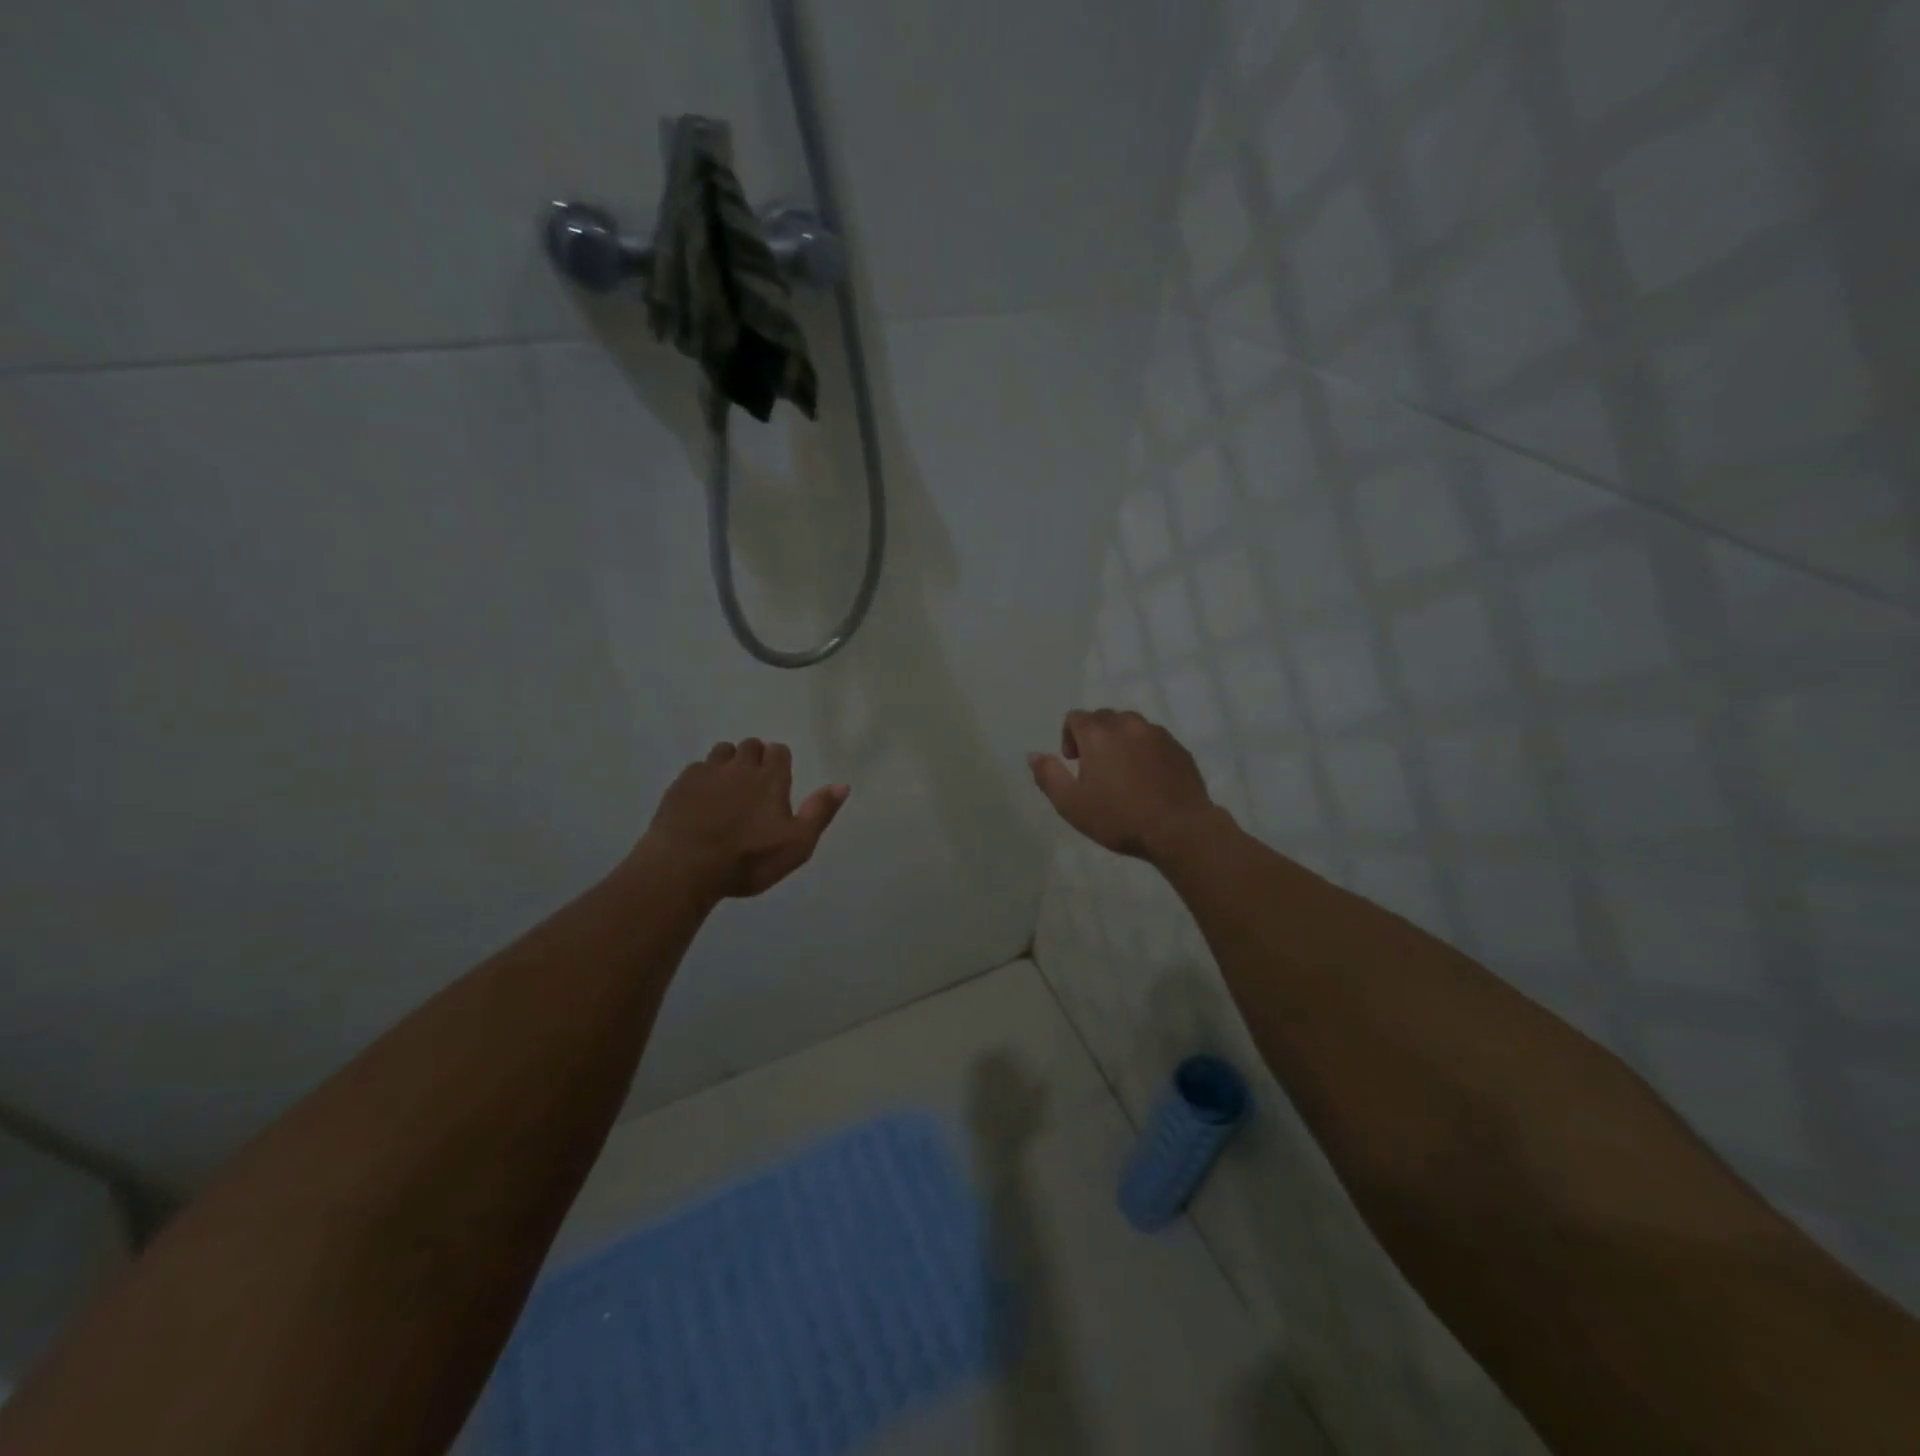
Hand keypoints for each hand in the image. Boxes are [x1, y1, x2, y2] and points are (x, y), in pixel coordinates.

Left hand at [638, 739, 848, 899]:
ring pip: (722, 752)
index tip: (777, 781)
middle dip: (754, 758)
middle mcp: (740, 767)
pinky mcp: (680, 784)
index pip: (779, 750)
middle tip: (753, 786)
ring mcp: (707, 772)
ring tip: (727, 788)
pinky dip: (703, 778)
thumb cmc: (748, 860)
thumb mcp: (797, 844)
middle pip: (750, 746)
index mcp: (771, 778)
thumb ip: (819, 812)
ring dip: (728, 763)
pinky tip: (701, 800)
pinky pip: (697, 768)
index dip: (780, 762)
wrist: (685, 867)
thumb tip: (843, 784)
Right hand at [1028, 709, 1223, 862]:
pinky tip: (1147, 779)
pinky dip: (1144, 750)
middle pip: (1103, 717)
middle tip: (1095, 769)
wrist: (1179, 829)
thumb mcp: (1071, 804)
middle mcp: (1127, 724)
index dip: (1069, 737)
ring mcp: (1157, 734)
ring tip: (1123, 772)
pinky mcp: (1178, 748)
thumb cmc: (1119, 818)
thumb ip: (1049, 776)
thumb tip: (1034, 755)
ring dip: (1120, 740)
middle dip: (1094, 736)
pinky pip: (1153, 739)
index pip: (1075, 717)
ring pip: (1131, 726)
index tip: (1073, 763)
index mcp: (1098, 734)